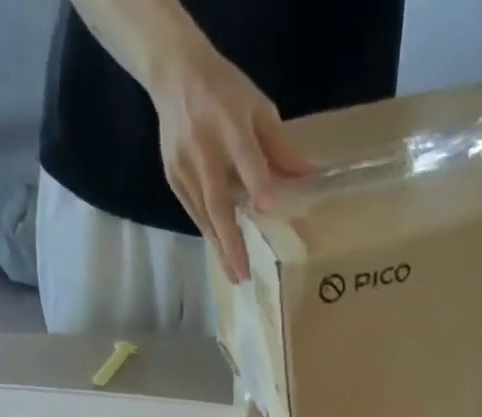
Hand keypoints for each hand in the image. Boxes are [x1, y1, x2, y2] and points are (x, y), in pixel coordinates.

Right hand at [149, 41, 311, 283]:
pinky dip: (210, 235)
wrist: (174, 72)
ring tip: (235, 277)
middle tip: (244, 274)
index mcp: (230, 124)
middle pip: (218, 202)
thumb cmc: (224, 90)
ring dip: (220, 249)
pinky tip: (222, 255)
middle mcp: (205, 149)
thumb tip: (307, 179)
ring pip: (205, 217)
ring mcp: (185, 167)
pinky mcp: (174, 178)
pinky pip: (195, 213)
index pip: (246, 159)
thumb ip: (280, 146)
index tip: (268, 206)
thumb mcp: (258, 107)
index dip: (257, 182)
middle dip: (231, 241)